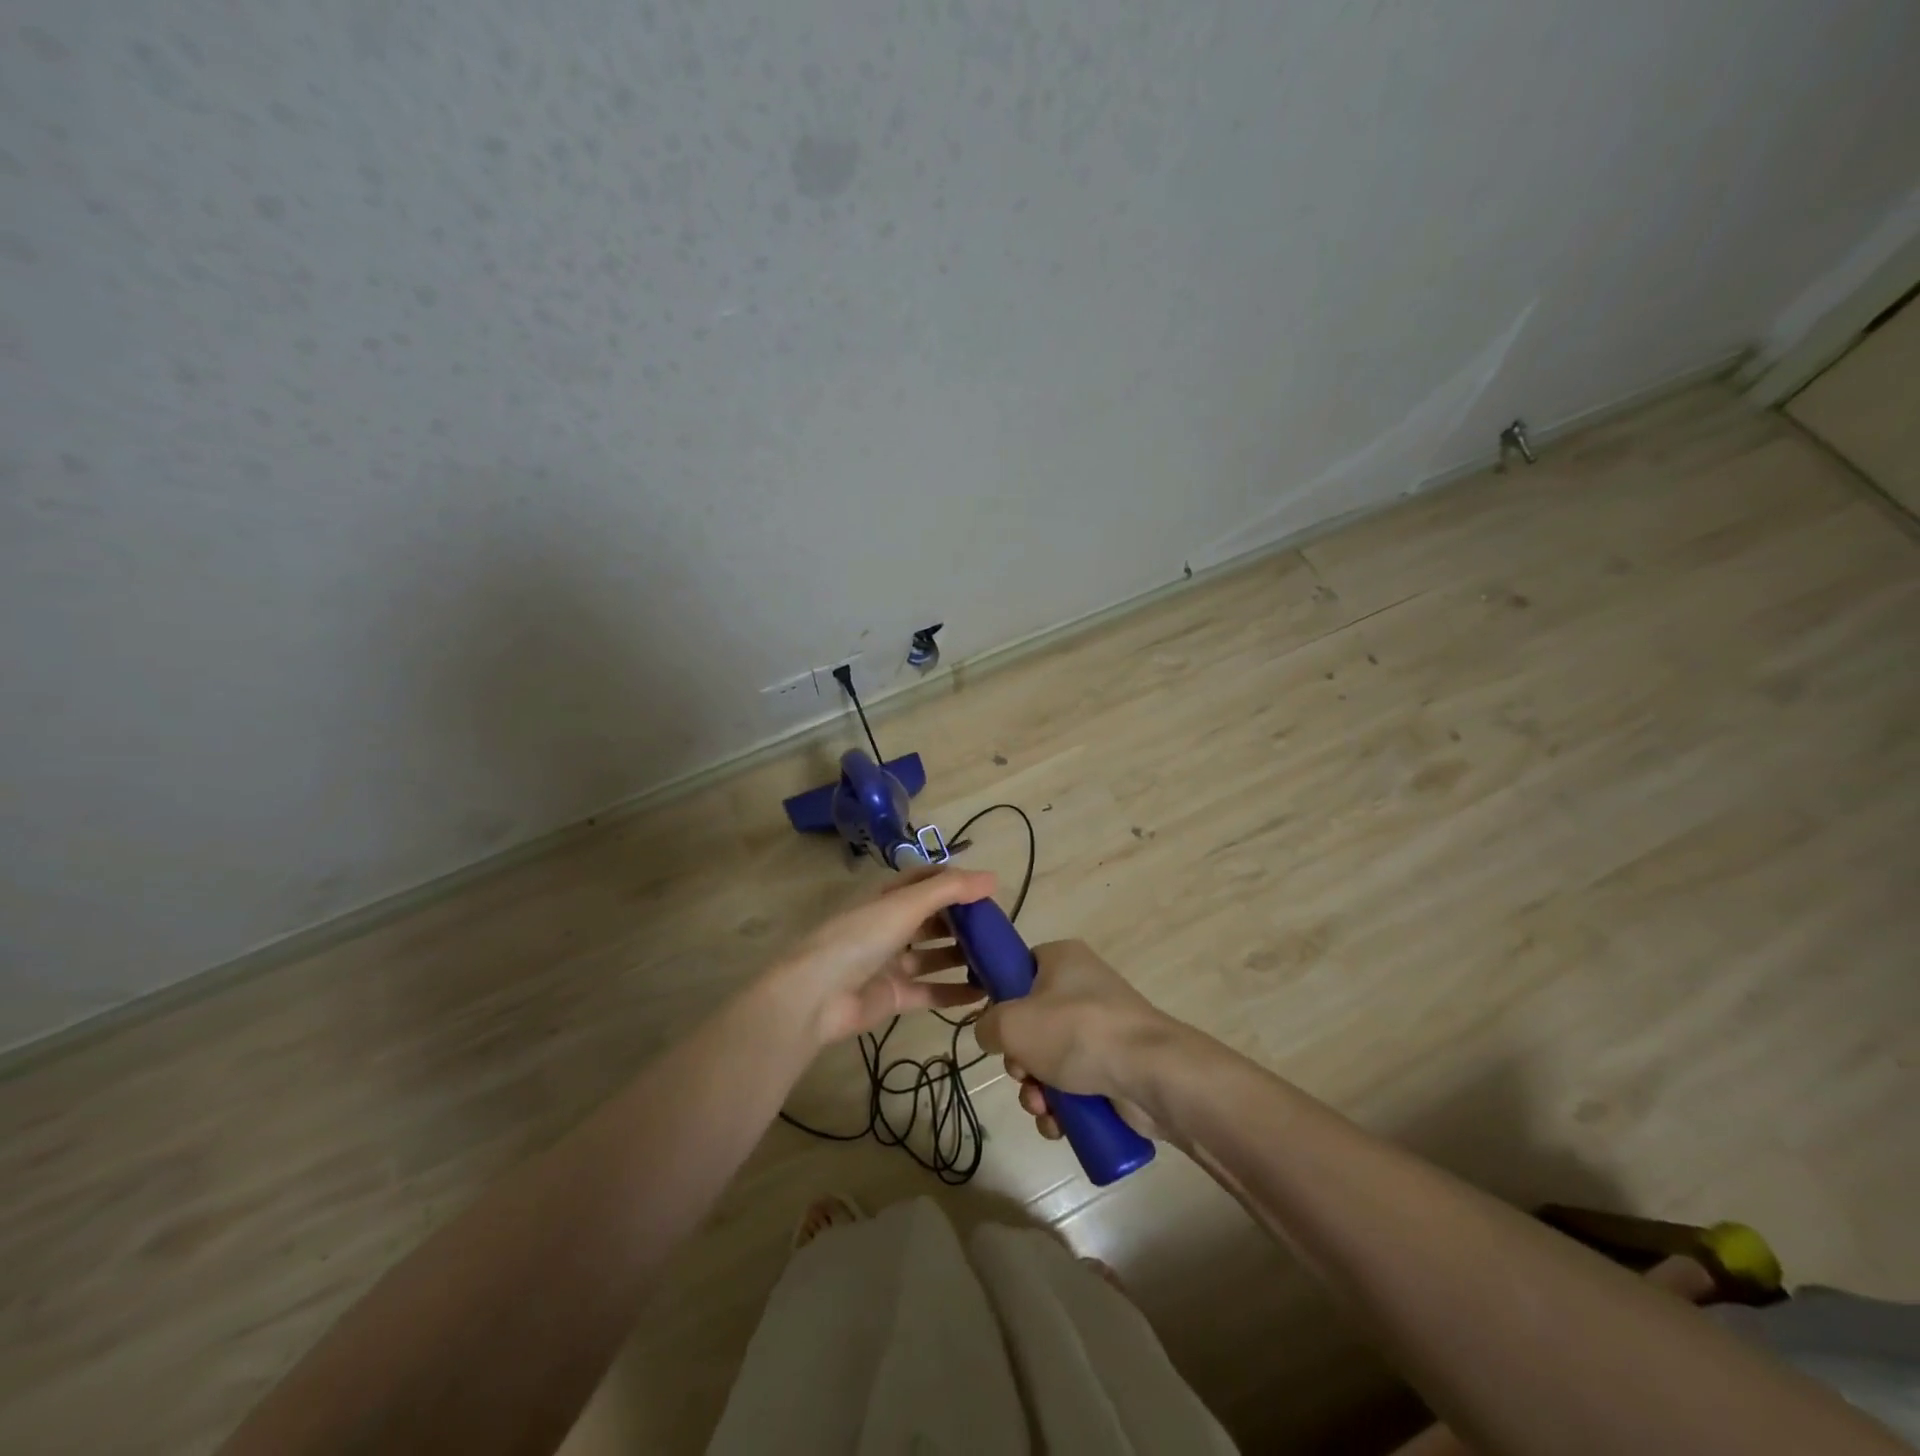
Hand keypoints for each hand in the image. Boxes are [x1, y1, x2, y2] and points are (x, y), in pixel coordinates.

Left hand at [766, 867, 995, 1044]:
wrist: (816, 996)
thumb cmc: (860, 938)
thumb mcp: (906, 905)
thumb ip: (950, 890)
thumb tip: (993, 878)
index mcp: (886, 897)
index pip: (924, 881)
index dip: (954, 882)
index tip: (987, 890)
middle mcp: (889, 926)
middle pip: (932, 919)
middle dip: (963, 923)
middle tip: (999, 929)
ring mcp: (890, 963)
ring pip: (934, 956)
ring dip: (962, 957)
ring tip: (998, 961)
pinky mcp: (893, 996)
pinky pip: (930, 991)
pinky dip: (954, 992)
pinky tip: (983, 994)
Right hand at [974, 939, 1175, 1140]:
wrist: (1150, 1073)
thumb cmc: (1076, 1032)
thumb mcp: (1012, 1022)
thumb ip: (988, 1026)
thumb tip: (993, 1036)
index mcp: (1062, 959)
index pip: (1021, 968)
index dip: (1002, 998)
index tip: (996, 1027)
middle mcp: (1084, 988)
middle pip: (1032, 1024)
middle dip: (1020, 1060)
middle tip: (1022, 1073)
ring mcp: (1102, 1029)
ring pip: (1051, 1061)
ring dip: (1036, 1090)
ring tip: (1041, 1106)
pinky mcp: (1116, 1067)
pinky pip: (1075, 1086)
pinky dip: (1062, 1108)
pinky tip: (1058, 1124)